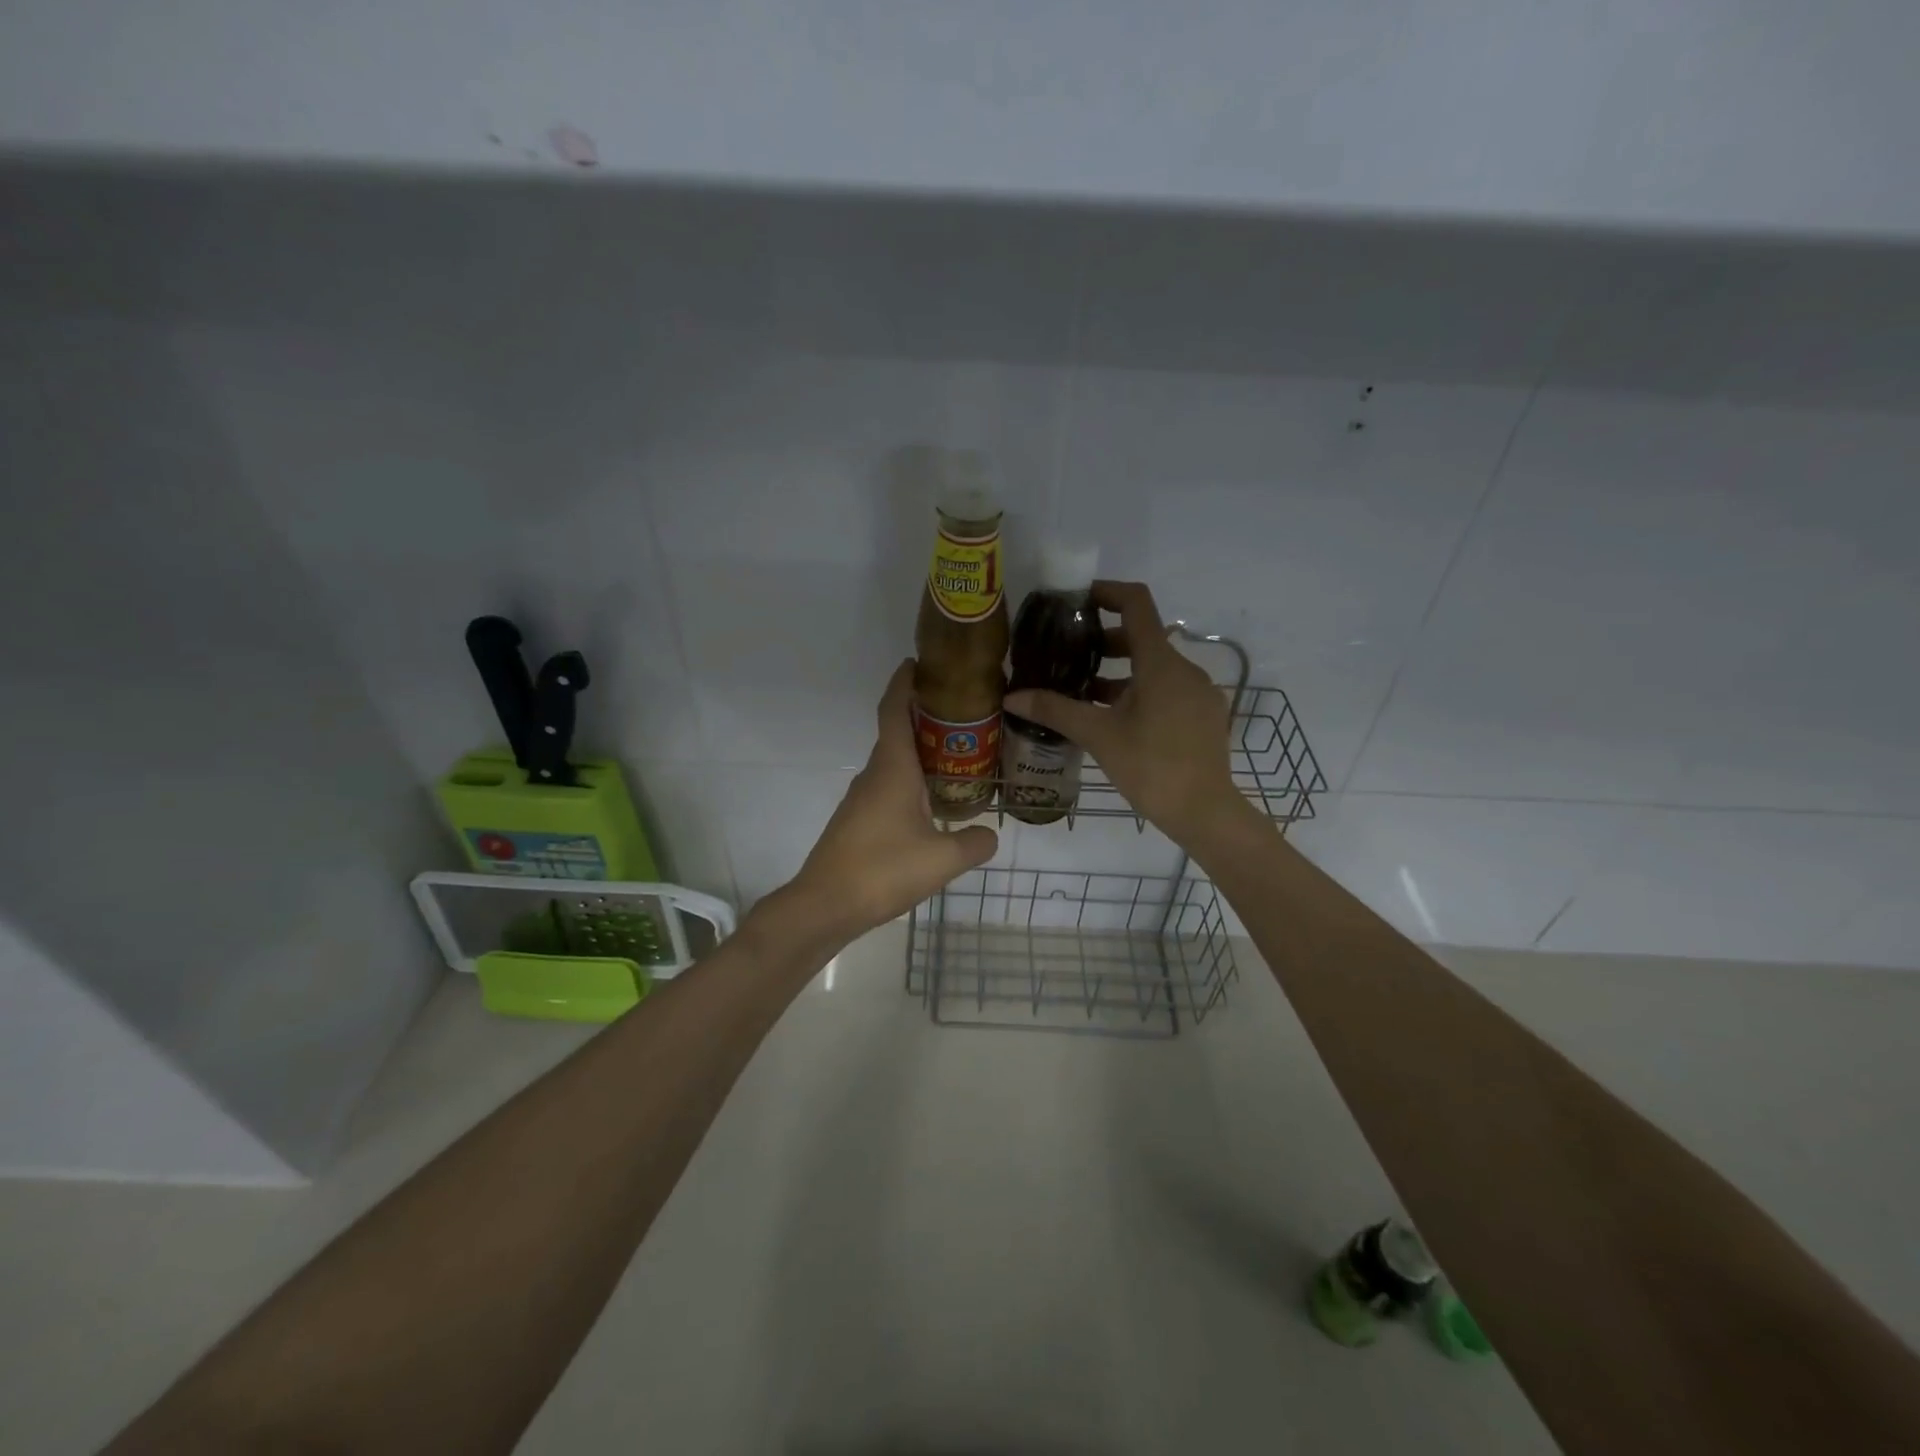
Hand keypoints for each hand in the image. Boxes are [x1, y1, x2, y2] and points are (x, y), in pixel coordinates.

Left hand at [787, 660, 998, 935]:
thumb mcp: (943, 860)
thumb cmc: (883, 870)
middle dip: (924, 716)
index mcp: (892, 769)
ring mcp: (861, 798)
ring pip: (893, 762)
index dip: (904, 683)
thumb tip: (990, 836)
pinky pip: (887, 785)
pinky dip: (910, 779)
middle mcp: (873, 774)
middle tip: (962, 713)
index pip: (894, 711)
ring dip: (919, 751)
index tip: (918, 663)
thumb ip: (974, 844)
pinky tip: (931, 801)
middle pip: (896, 732)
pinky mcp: (857, 820)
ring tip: (957, 756)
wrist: (825, 905)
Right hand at [1004, 581, 1244, 850]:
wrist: (1205, 812)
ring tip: (1086, 692)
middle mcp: (1186, 668)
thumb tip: (1012, 697)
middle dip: (1106, 640)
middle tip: (1071, 654)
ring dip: (1121, 671)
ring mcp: (1200, 693)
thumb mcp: (1098, 736)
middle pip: (1143, 636)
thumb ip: (1055, 710)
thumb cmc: (1151, 767)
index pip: (1137, 603)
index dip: (1107, 591)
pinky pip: (1169, 690)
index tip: (1078, 599)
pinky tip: (1117, 719)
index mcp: (1161, 663)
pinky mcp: (1205, 716)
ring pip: (1156, 667)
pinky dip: (1141, 691)